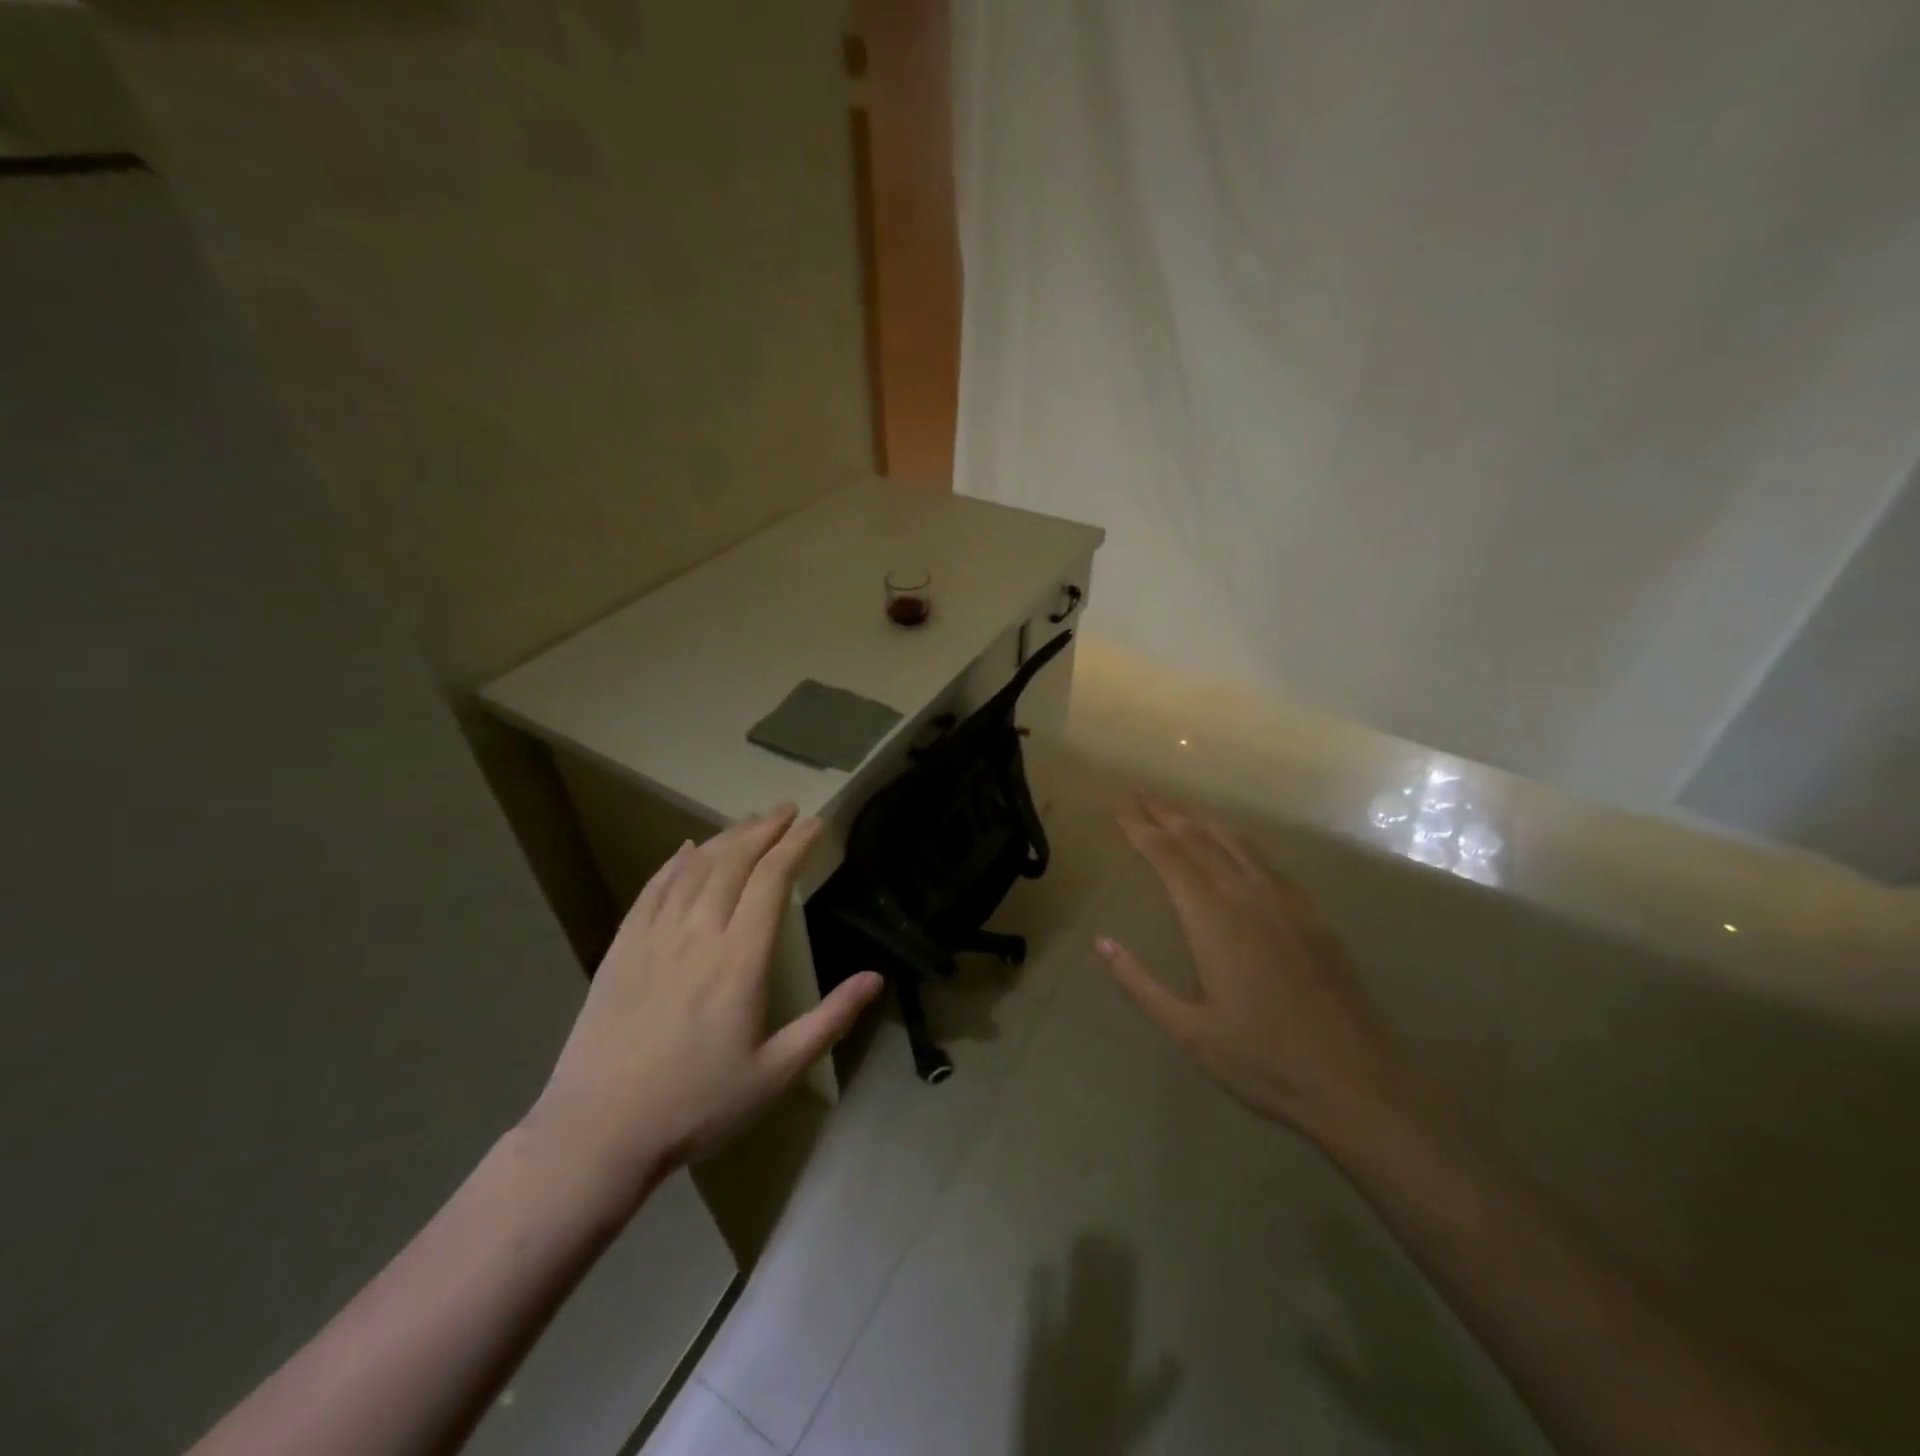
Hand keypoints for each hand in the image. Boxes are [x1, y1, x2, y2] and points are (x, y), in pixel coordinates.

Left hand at [525, 805, 881, 1198]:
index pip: (772, 882)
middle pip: (734, 862)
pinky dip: (675, 862)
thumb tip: (875, 979)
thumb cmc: (697, 1106)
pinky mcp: (621, 949)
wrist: (598, 1133)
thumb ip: (829, 1021)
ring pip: (694, 868)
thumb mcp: (776, 1073)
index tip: (816, 823)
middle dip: (764, 829)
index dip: (796, 846)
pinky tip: (687, 849)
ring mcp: (653, 937)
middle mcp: (697, 935)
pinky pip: (652, 889)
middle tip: (786, 809)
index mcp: (739, 961)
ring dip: (725, 838)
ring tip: (748, 821)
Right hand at [1097, 792, 1412, 1138]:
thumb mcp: (1188, 1032)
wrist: (1357, 1083)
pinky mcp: (1312, 915)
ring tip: (1179, 807)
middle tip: (1140, 792)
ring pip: (1236, 842)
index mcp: (1213, 920)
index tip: (1118, 806)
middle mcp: (1248, 897)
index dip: (1139, 828)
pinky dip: (1238, 840)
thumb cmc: (1263, 1062)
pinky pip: (1265, 860)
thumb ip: (1140, 984)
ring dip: (1202, 819)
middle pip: (1200, 838)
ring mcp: (1286, 902)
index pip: (1168, 857)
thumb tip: (1102, 943)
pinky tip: (1235, 845)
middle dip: (1166, 812)